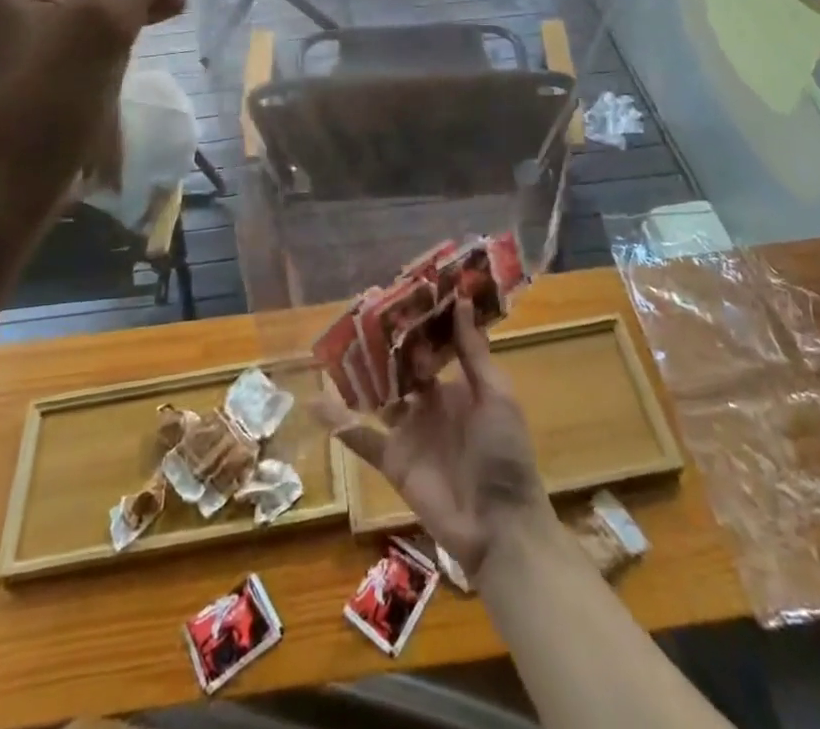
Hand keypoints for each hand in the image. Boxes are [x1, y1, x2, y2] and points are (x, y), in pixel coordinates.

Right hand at [320, 298, 549, 577]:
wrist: (499, 527)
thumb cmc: (504, 454)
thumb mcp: (496, 396)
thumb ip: (473, 352)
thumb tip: (459, 299)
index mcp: (459, 385)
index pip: (434, 346)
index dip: (419, 322)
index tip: (401, 292)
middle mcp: (431, 403)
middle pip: (403, 367)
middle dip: (386, 344)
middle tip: (360, 311)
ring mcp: (410, 431)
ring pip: (380, 395)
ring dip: (361, 375)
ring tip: (336, 345)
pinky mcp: (393, 460)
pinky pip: (362, 438)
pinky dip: (339, 423)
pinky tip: (315, 402)